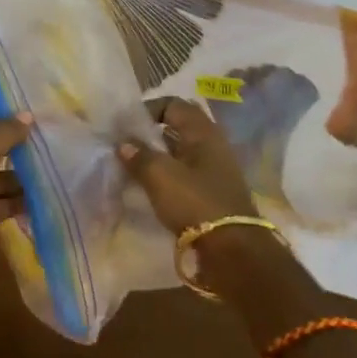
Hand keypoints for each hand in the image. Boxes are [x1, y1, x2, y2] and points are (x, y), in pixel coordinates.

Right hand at [118, 97, 256, 233]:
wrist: (233, 253)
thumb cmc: (195, 203)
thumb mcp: (160, 175)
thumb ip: (139, 155)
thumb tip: (123, 143)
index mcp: (203, 132)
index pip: (173, 104)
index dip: (148, 110)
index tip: (126, 126)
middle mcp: (213, 145)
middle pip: (177, 129)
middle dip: (150, 135)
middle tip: (126, 146)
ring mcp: (215, 171)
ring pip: (180, 153)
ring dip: (157, 157)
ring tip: (133, 168)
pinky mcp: (213, 194)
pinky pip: (185, 175)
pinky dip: (167, 177)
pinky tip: (150, 189)